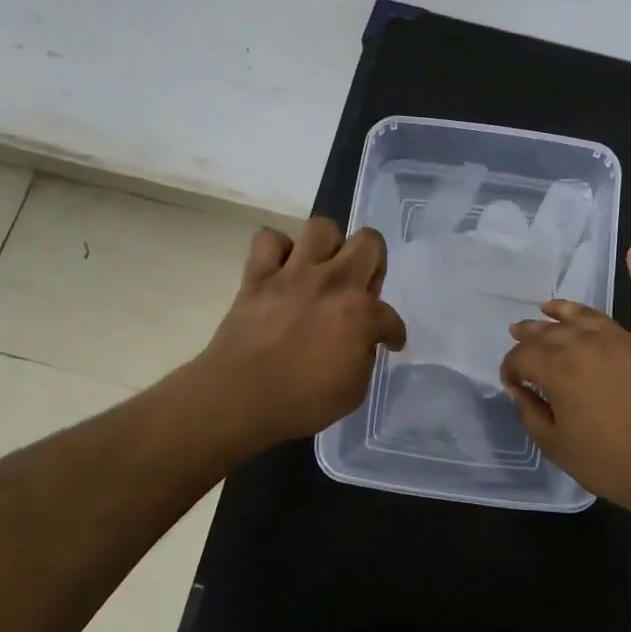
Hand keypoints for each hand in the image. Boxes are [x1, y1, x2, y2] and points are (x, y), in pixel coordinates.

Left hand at [192, 217, 406, 451]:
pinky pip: (268, 240)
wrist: (237, 400)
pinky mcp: (258, 276)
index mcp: (360, 313)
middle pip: (368, 241)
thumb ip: (364, 356)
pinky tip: (283, 270)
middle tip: (361, 287)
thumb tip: (362, 340)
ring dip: (328, 247)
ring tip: (323, 269)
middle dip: (374, 261)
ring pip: (321, 228)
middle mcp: (332, 282)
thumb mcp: (353, 391)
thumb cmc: (300, 403)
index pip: (391, 315)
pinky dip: (278, 250)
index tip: (388, 342)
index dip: (393, 332)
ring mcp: (293, 274)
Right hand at [501, 246, 630, 525]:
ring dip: (563, 308)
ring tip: (549, 306)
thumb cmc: (610, 462)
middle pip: (548, 331)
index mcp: (557, 368)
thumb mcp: (556, 446)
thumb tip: (520, 389)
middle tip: (518, 337)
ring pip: (585, 314)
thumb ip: (531, 413)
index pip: (521, 357)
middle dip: (528, 334)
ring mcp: (623, 339)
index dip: (510, 369)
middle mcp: (585, 343)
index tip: (511, 383)